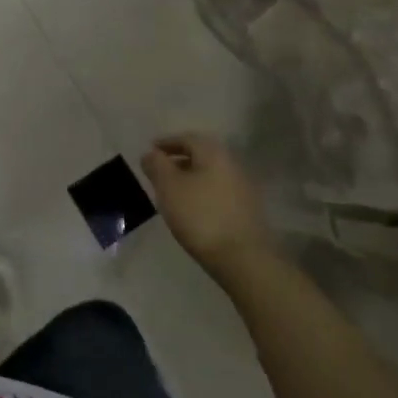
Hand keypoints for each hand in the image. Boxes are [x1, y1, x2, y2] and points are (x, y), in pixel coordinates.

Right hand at [141, 132, 273, 279]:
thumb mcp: (168, 187)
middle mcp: (232, 165)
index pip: (187, 138)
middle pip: (201, 155)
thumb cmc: (200, 215)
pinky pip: (218, 192)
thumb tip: (151, 154)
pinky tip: (192, 209)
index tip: (151, 151)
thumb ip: (156, 165)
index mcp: (214, 153)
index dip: (166, 142)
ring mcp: (243, 189)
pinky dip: (202, 193)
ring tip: (172, 192)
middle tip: (160, 171)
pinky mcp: (247, 211)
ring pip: (210, 175)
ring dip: (190, 178)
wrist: (243, 259)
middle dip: (179, 160)